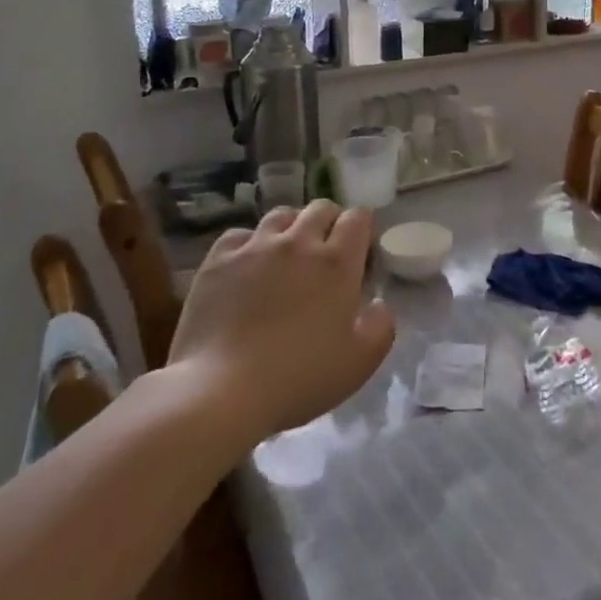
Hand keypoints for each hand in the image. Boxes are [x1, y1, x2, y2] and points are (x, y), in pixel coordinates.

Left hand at [167, 201, 394, 443]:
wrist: (222, 391)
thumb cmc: (299, 378)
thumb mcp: (361, 361)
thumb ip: (381, 326)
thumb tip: (377, 304)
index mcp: (337, 262)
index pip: (358, 217)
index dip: (362, 230)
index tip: (360, 255)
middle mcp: (298, 242)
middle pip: (321, 208)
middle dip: (330, 223)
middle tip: (326, 254)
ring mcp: (255, 247)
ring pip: (281, 215)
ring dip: (292, 229)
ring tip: (287, 256)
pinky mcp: (218, 261)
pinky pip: (240, 234)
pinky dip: (250, 244)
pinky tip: (247, 266)